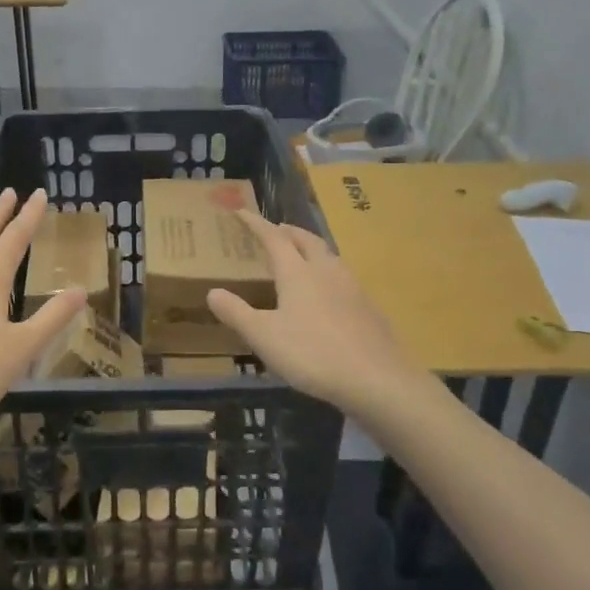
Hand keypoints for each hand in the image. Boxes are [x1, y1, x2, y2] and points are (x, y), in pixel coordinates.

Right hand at [206, 211, 431, 418]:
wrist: (376, 378)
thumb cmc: (312, 354)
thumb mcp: (264, 336)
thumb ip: (237, 313)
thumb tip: (213, 292)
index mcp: (297, 273)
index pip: (273, 238)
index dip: (256, 224)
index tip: (242, 211)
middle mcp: (326, 271)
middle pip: (306, 240)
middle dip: (288, 231)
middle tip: (276, 229)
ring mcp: (352, 287)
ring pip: (328, 256)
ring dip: (311, 248)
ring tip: (302, 255)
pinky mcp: (368, 307)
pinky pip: (343, 277)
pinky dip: (328, 272)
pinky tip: (329, 292)